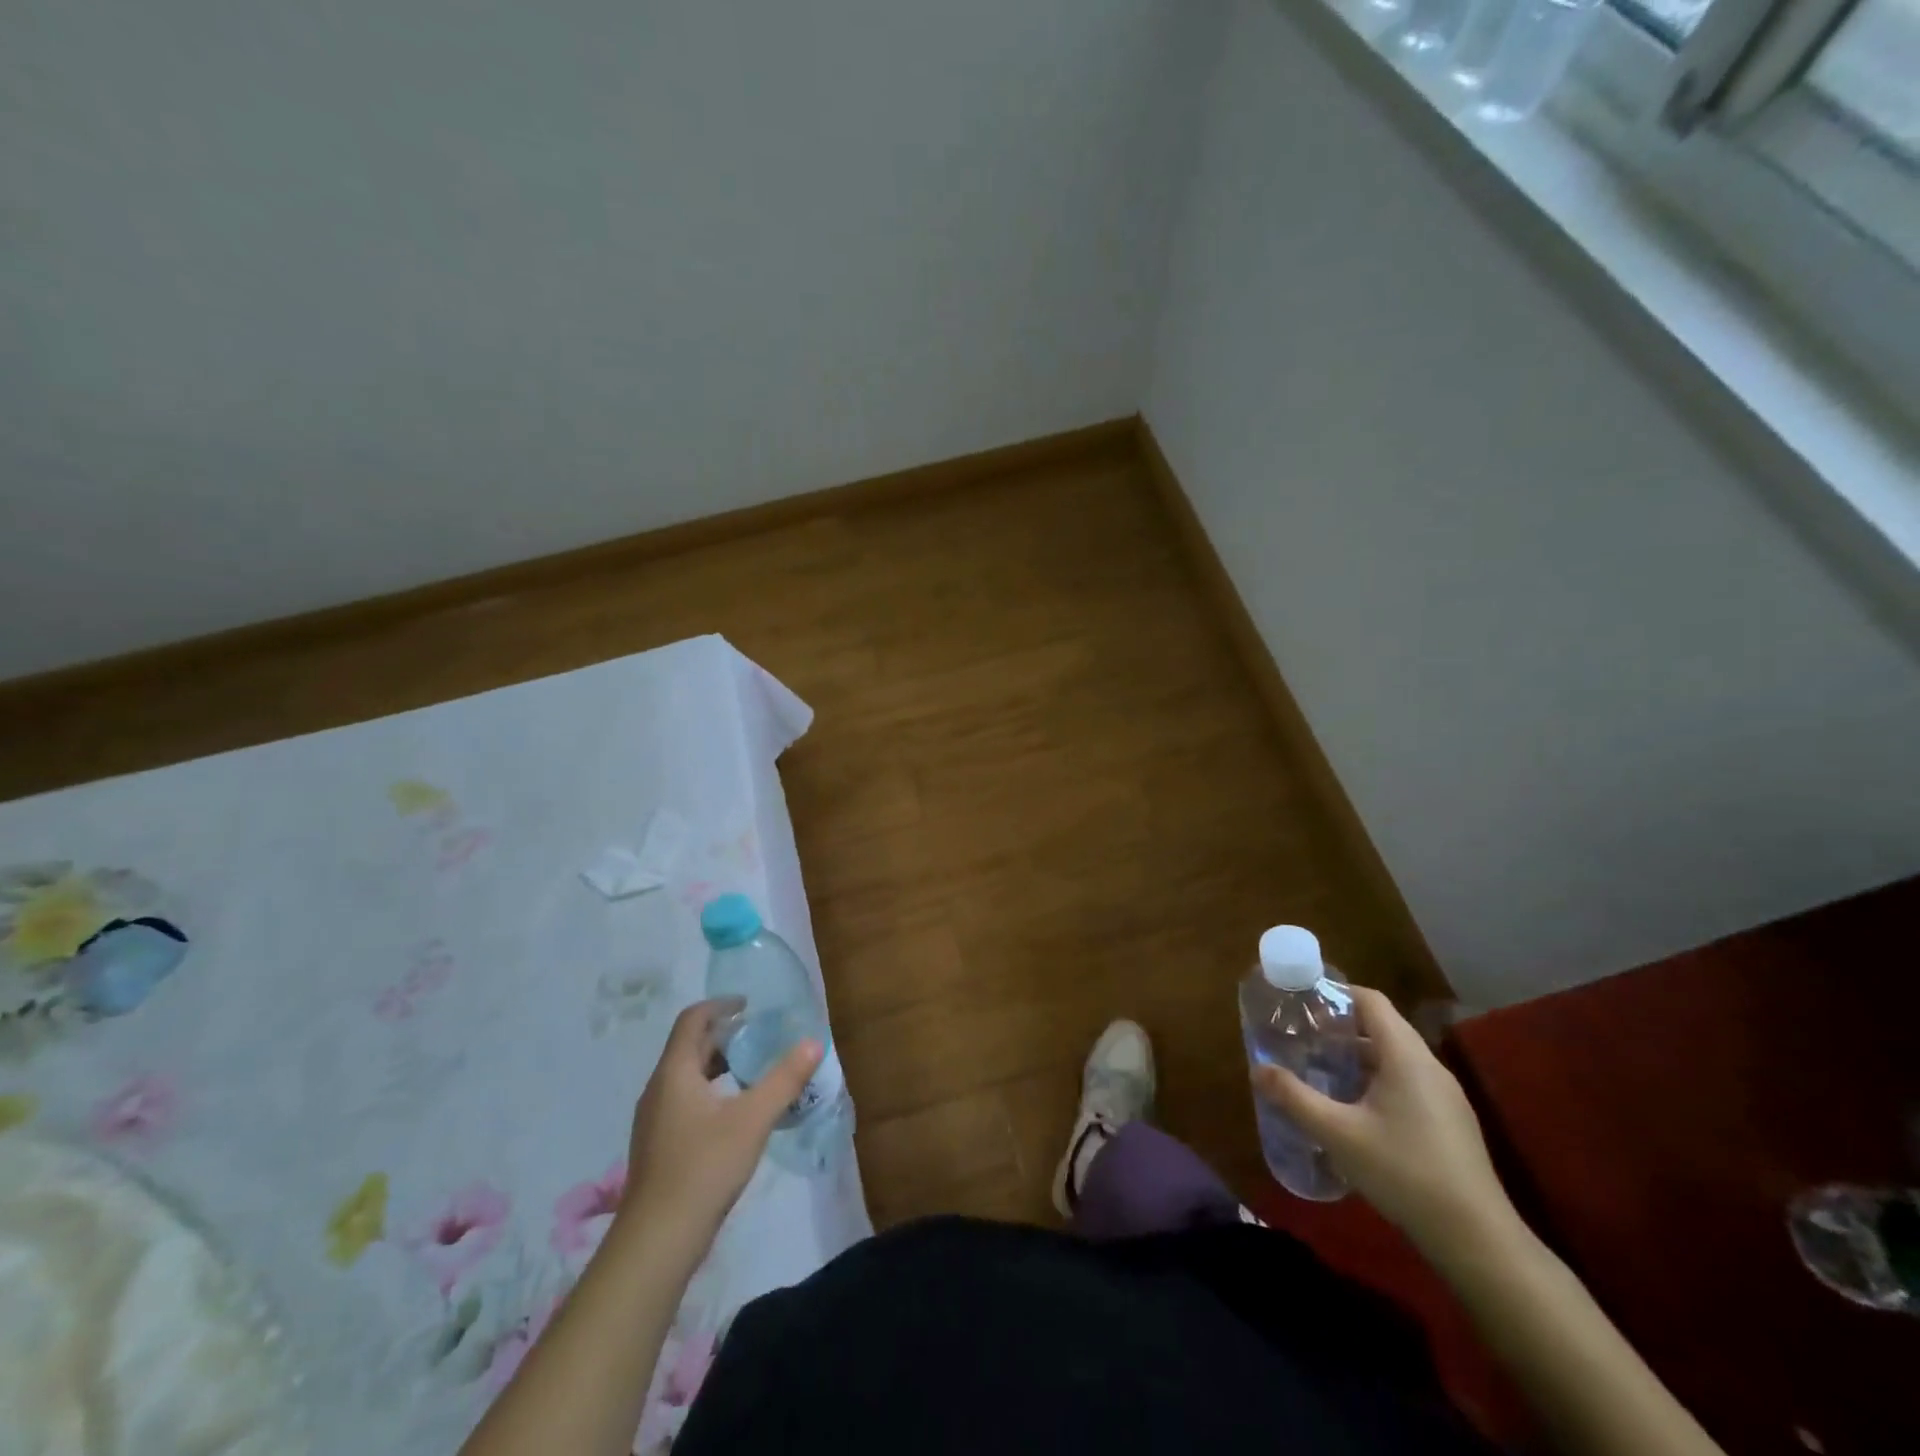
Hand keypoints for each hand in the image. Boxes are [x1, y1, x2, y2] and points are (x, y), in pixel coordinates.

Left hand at [617, 998, 821, 1249]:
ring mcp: (655, 1120)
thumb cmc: (704, 1167)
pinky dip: (712, 1092)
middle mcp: (659, 1089)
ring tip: (754, 1072)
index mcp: (675, 1072)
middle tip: (761, 1036)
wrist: (656, 1242)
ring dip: (718, 1065)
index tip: (749, 1005)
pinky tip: (736, 1114)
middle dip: (724, 1035)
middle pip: (690, 1046)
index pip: (692, 1019)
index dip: (720, 1005)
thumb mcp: (753, 1119)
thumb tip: (813, 1042)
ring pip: (687, 1076)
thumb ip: (784, 1079)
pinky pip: (685, 1101)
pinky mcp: (659, 1147)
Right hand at [1252, 985, 1514, 1261]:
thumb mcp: (1338, 1134)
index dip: (1336, 992)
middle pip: (1382, 1026)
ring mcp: (1445, 1096)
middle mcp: (1429, 1066)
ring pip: (1395, 1057)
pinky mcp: (1450, 1123)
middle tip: (1303, 1037)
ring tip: (1321, 1070)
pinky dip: (1377, 1080)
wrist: (1477, 1240)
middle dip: (1340, 1027)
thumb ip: (1295, 1098)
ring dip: (1358, 1056)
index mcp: (1406, 1056)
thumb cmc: (1404, 1172)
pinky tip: (1355, 1110)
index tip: (1302, 1002)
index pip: (1371, 1000)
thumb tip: (1257, 1070)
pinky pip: (1408, 1082)